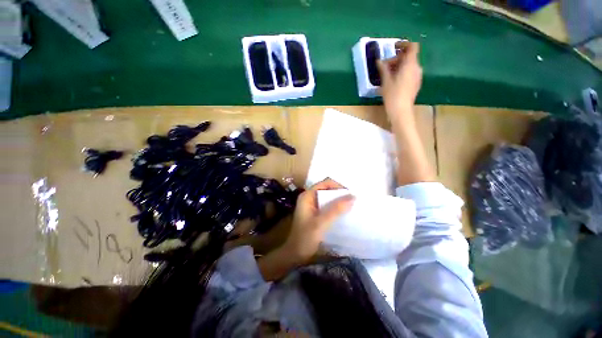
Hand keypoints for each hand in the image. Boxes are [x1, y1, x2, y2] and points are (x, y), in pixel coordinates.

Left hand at [282, 178, 354, 263]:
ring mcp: (311, 205)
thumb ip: (336, 209)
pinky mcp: (315, 213)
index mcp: (307, 196)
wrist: (295, 254)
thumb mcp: (321, 222)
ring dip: (338, 201)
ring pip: (327, 198)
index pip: (325, 183)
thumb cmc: (305, 237)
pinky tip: (344, 213)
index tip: (350, 194)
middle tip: (353, 200)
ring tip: (351, 205)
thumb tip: (353, 197)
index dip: (338, 186)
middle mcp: (309, 197)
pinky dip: (335, 207)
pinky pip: (327, 206)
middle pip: (327, 190)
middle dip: (339, 193)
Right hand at [377, 41, 422, 121]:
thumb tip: (379, 61)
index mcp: (410, 64)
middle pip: (408, 57)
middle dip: (396, 59)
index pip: (412, 46)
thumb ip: (383, 69)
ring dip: (398, 66)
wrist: (401, 111)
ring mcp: (417, 76)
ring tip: (387, 75)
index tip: (393, 48)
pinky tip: (392, 81)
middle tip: (384, 67)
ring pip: (409, 65)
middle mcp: (416, 68)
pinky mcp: (415, 84)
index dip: (403, 44)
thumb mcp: (386, 81)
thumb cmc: (393, 95)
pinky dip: (402, 73)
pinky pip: (409, 73)